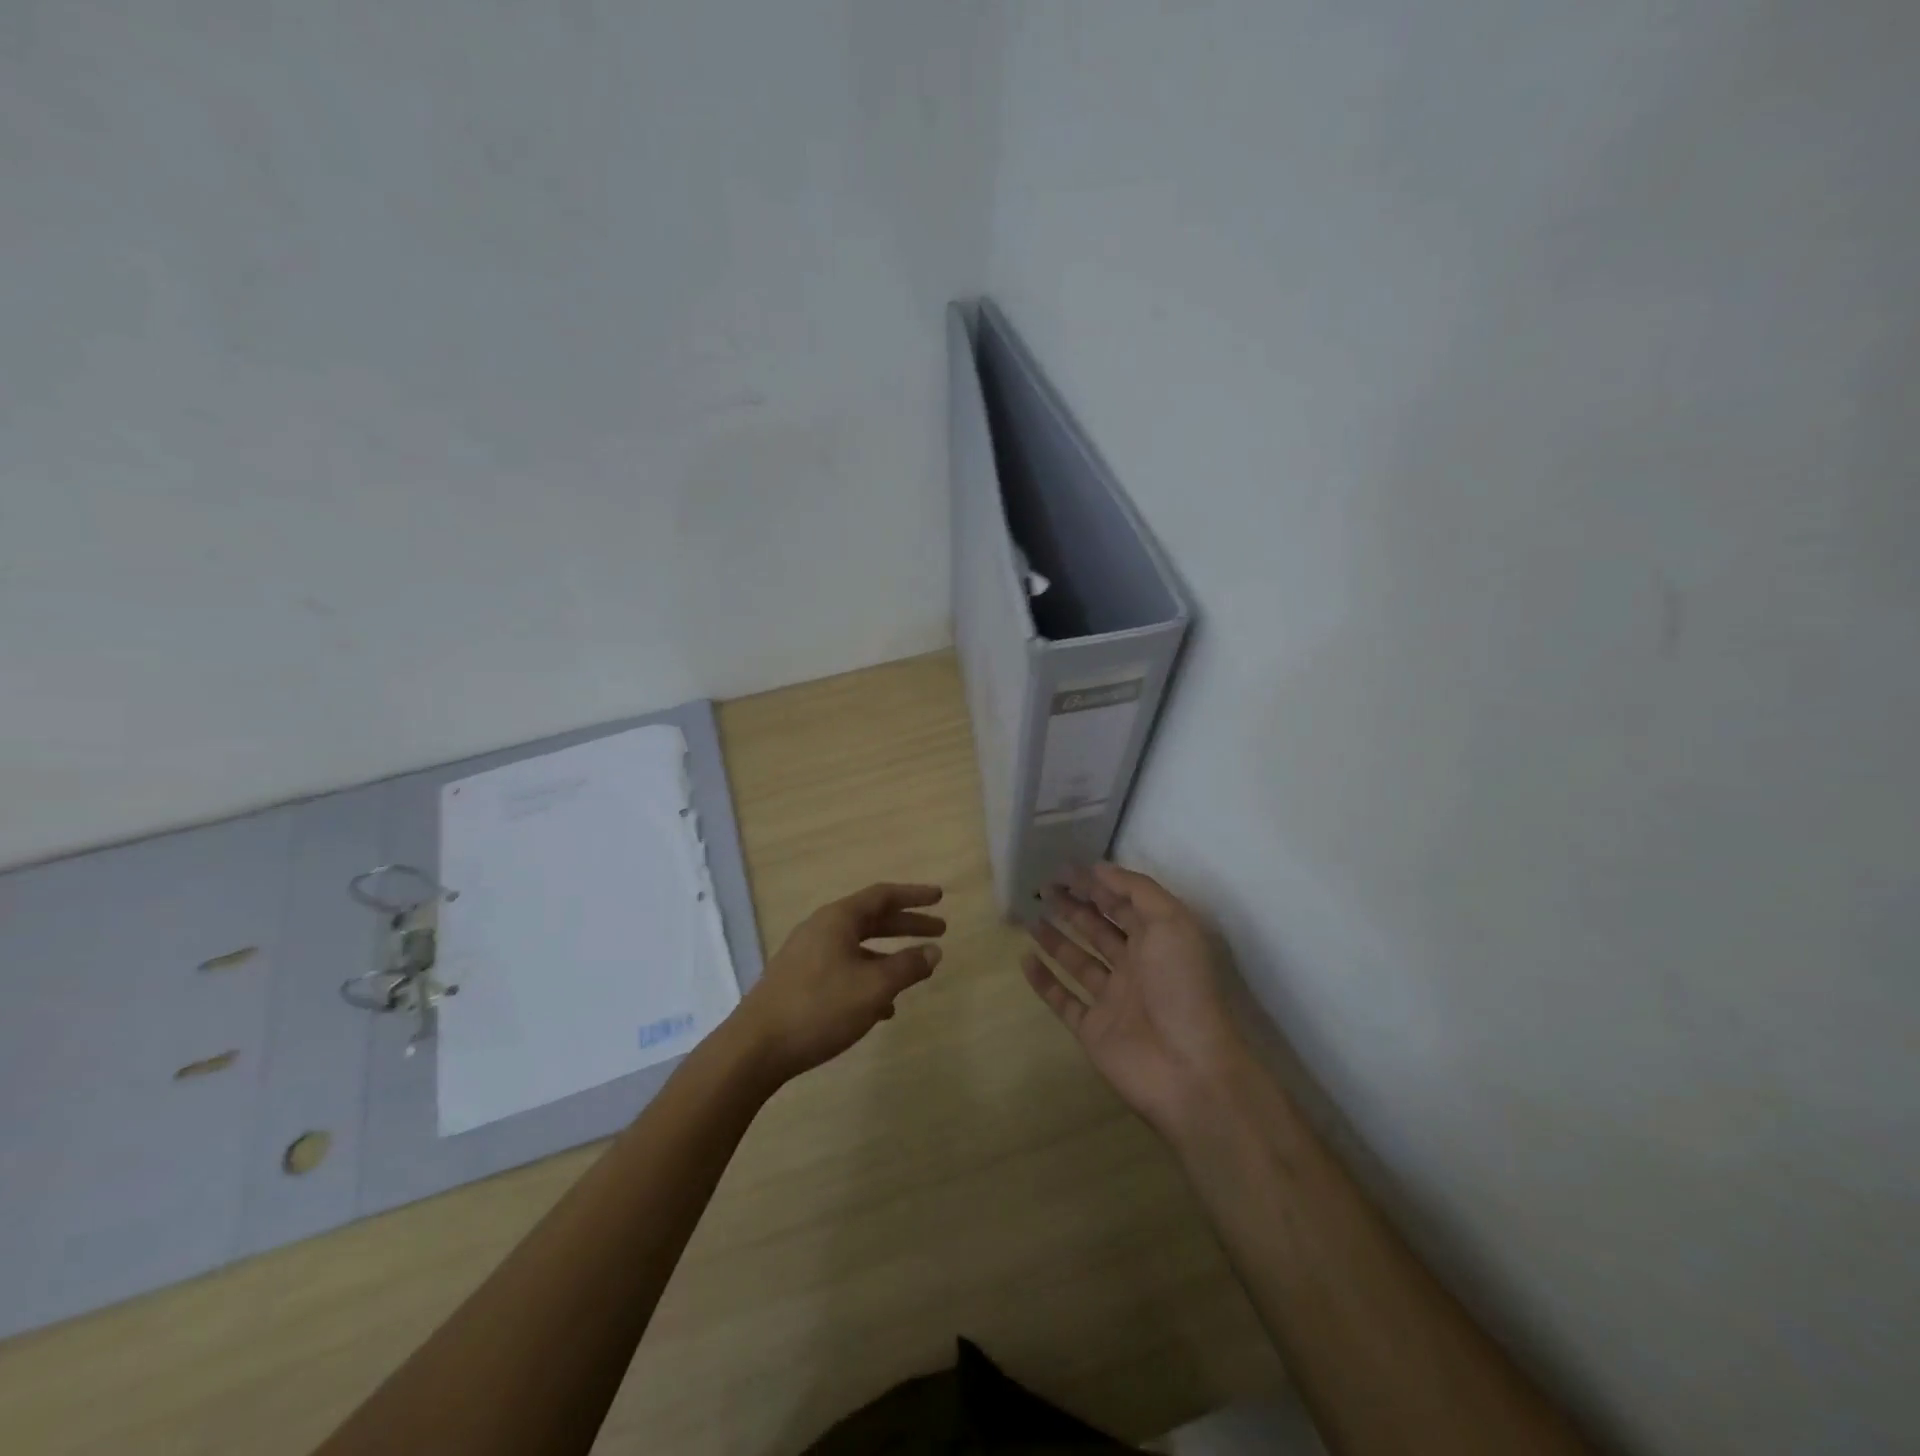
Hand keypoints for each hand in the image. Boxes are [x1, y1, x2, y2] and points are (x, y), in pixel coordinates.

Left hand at [735, 883, 945, 1082]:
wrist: (755, 1049)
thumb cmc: (819, 1008)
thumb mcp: (874, 988)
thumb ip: (908, 967)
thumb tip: (934, 951)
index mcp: (838, 919)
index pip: (883, 895)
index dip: (914, 895)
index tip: (940, 897)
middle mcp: (821, 929)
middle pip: (872, 919)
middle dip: (906, 925)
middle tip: (939, 930)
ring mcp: (806, 956)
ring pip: (857, 947)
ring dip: (888, 956)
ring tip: (914, 974)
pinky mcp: (798, 982)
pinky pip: (843, 969)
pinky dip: (868, 978)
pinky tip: (881, 1009)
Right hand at [1023, 863, 1250, 1137]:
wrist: (1188, 1069)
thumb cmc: (1181, 987)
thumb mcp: (1171, 922)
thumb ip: (1137, 890)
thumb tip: (1100, 868)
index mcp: (1158, 940)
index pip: (1122, 903)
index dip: (1095, 884)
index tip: (1063, 868)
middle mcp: (1136, 966)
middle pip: (1098, 929)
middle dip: (1073, 907)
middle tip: (1043, 889)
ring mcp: (1113, 1000)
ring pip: (1079, 962)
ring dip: (1056, 939)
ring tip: (1031, 918)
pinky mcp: (1093, 1030)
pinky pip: (1064, 1000)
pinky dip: (1044, 981)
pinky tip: (1025, 960)